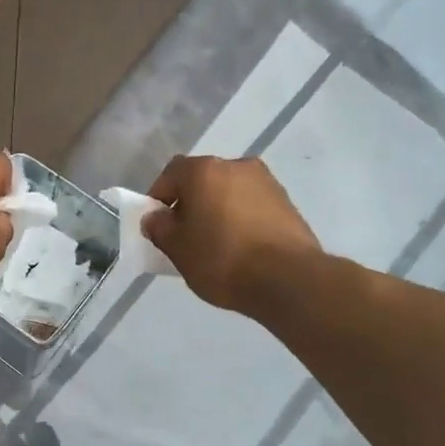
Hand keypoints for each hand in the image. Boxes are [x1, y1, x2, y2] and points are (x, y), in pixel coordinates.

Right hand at [143, 155, 320, 311]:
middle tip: (185, 234)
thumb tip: (156, 218)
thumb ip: (159, 228)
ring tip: (215, 244)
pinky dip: (241, 219)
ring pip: (229, 192)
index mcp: (204, 170)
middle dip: (191, 203)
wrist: (288, 279)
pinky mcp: (288, 203)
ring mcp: (266, 182)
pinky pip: (252, 206)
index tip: (158, 224)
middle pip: (202, 180)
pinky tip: (241, 248)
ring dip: (218, 210)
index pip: (171, 174)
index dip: (159, 197)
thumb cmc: (221, 259)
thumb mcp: (176, 249)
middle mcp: (236, 166)